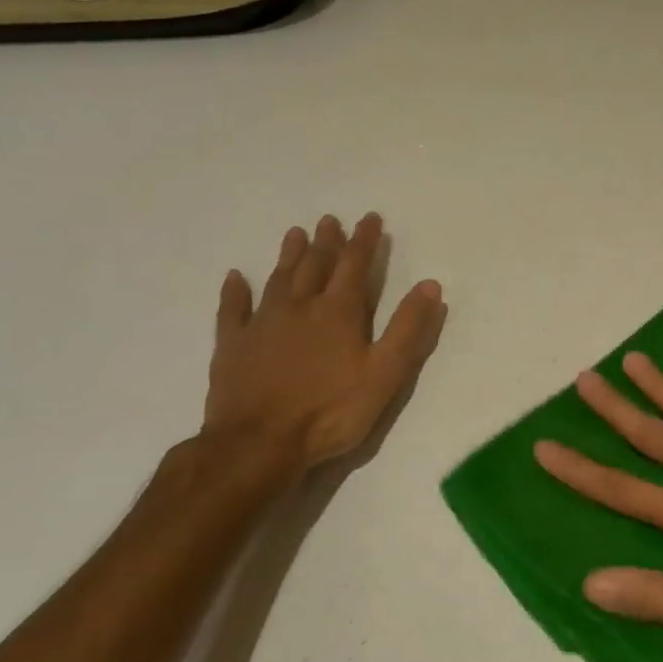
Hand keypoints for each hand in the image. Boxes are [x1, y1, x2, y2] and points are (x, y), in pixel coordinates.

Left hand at [203, 213, 442, 472]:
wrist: (258, 443)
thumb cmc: (331, 411)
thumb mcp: (385, 373)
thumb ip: (408, 329)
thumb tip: (430, 285)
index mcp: (339, 312)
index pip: (355, 265)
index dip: (364, 240)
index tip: (370, 218)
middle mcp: (300, 307)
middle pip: (315, 265)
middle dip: (327, 241)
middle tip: (330, 219)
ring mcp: (262, 324)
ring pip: (278, 279)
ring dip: (289, 255)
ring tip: (296, 233)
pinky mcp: (232, 346)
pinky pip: (232, 310)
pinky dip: (234, 291)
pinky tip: (235, 277)